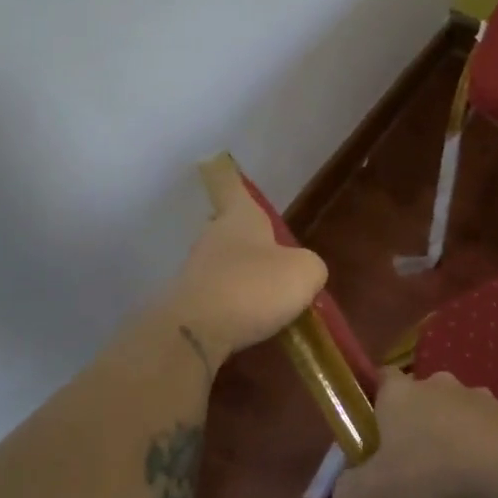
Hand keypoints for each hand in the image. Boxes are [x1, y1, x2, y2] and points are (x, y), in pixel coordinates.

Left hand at [162, 157, 327, 362]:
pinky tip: (249, 325)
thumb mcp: (305, 273)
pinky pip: (216, 298)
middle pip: (229, 228)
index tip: (218, 164)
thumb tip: (302, 272)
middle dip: (248, 239)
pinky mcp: (187, 304)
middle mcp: (213, 236)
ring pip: (223, 265)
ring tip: (267, 300)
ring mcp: (195, 271)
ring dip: (241, 277)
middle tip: (272, 255)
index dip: (230, 177)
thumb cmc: (254, 287)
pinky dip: (232, 307)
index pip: (233, 187)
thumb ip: (310, 267)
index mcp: (240, 217)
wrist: (195, 333)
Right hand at [332, 369, 497, 497]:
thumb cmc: (428, 476)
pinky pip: (492, 460)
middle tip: (414, 486)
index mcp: (401, 394)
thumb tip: (346, 487)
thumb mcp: (368, 497)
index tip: (373, 441)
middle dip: (419, 444)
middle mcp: (440, 388)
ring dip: (456, 472)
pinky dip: (488, 494)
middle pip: (423, 411)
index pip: (382, 380)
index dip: (374, 408)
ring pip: (460, 437)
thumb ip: (347, 491)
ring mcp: (480, 403)